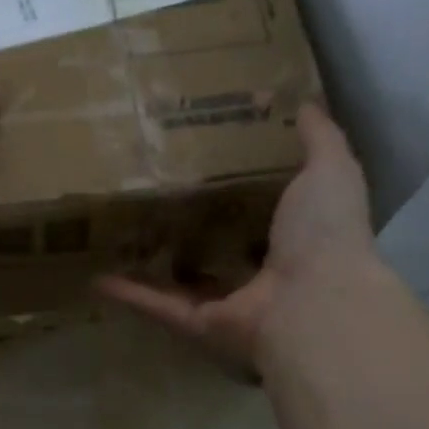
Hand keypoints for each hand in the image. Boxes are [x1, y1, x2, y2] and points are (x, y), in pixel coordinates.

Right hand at [96, 104, 378, 370]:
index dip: (236, 193)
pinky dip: (130, 296)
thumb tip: (307, 102)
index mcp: (293, 238)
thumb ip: (319, 139)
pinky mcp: (198, 325)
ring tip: (120, 240)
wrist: (313, 302)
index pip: (261, 215)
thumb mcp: (330, 170)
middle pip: (216, 250)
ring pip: (181, 283)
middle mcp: (258, 275)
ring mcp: (227, 304)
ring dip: (153, 267)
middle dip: (189, 231)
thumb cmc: (324, 233)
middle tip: (153, 200)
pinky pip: (158, 307)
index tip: (206, 165)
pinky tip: (98, 279)